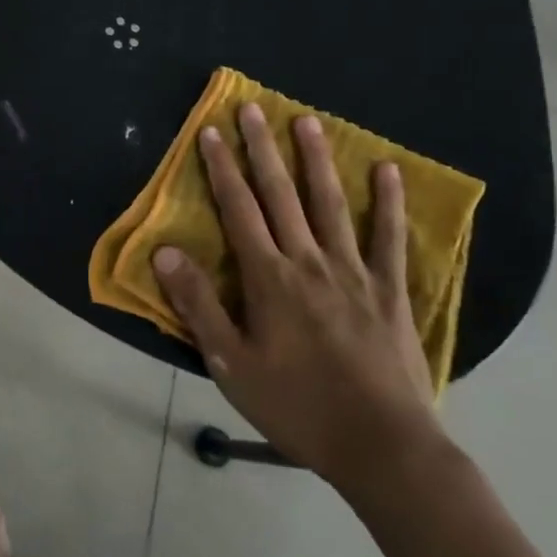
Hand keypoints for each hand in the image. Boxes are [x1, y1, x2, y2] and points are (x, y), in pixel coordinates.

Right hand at [150, 104, 441, 489]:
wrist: (383, 448)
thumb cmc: (298, 407)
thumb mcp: (232, 364)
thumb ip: (198, 305)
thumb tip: (165, 252)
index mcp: (269, 278)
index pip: (238, 210)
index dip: (221, 169)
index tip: (210, 131)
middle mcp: (309, 262)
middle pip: (281, 195)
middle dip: (262, 149)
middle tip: (252, 108)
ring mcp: (354, 273)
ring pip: (331, 204)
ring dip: (316, 160)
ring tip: (307, 121)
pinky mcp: (390, 291)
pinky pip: (389, 239)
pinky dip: (388, 203)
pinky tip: (387, 171)